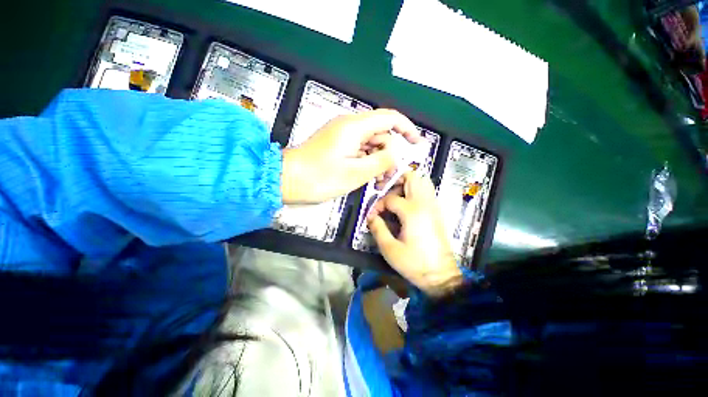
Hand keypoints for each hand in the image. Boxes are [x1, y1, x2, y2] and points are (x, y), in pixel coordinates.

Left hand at [281, 109, 419, 203]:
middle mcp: (348, 126)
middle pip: (380, 133)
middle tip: (389, 175)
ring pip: (370, 143)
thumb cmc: (319, 178)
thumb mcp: (356, 173)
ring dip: (378, 160)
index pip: (389, 118)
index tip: (416, 143)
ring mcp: (341, 136)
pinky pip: (359, 150)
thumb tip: (397, 153)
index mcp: (354, 127)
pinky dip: (367, 162)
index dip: (407, 128)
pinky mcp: (337, 145)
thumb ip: (382, 160)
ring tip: (377, 180)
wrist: (287, 180)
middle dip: (390, 153)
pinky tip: (367, 176)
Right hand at [367, 172, 462, 296]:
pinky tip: (406, 202)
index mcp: (412, 212)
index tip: (373, 216)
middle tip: (384, 191)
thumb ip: (377, 228)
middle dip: (395, 180)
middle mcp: (424, 203)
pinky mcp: (437, 211)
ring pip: (422, 181)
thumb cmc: (414, 263)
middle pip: (411, 177)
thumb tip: (370, 217)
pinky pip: (427, 190)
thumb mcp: (390, 249)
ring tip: (394, 195)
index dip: (378, 205)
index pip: (390, 198)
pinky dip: (415, 189)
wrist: (441, 275)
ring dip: (406, 183)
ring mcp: (433, 206)